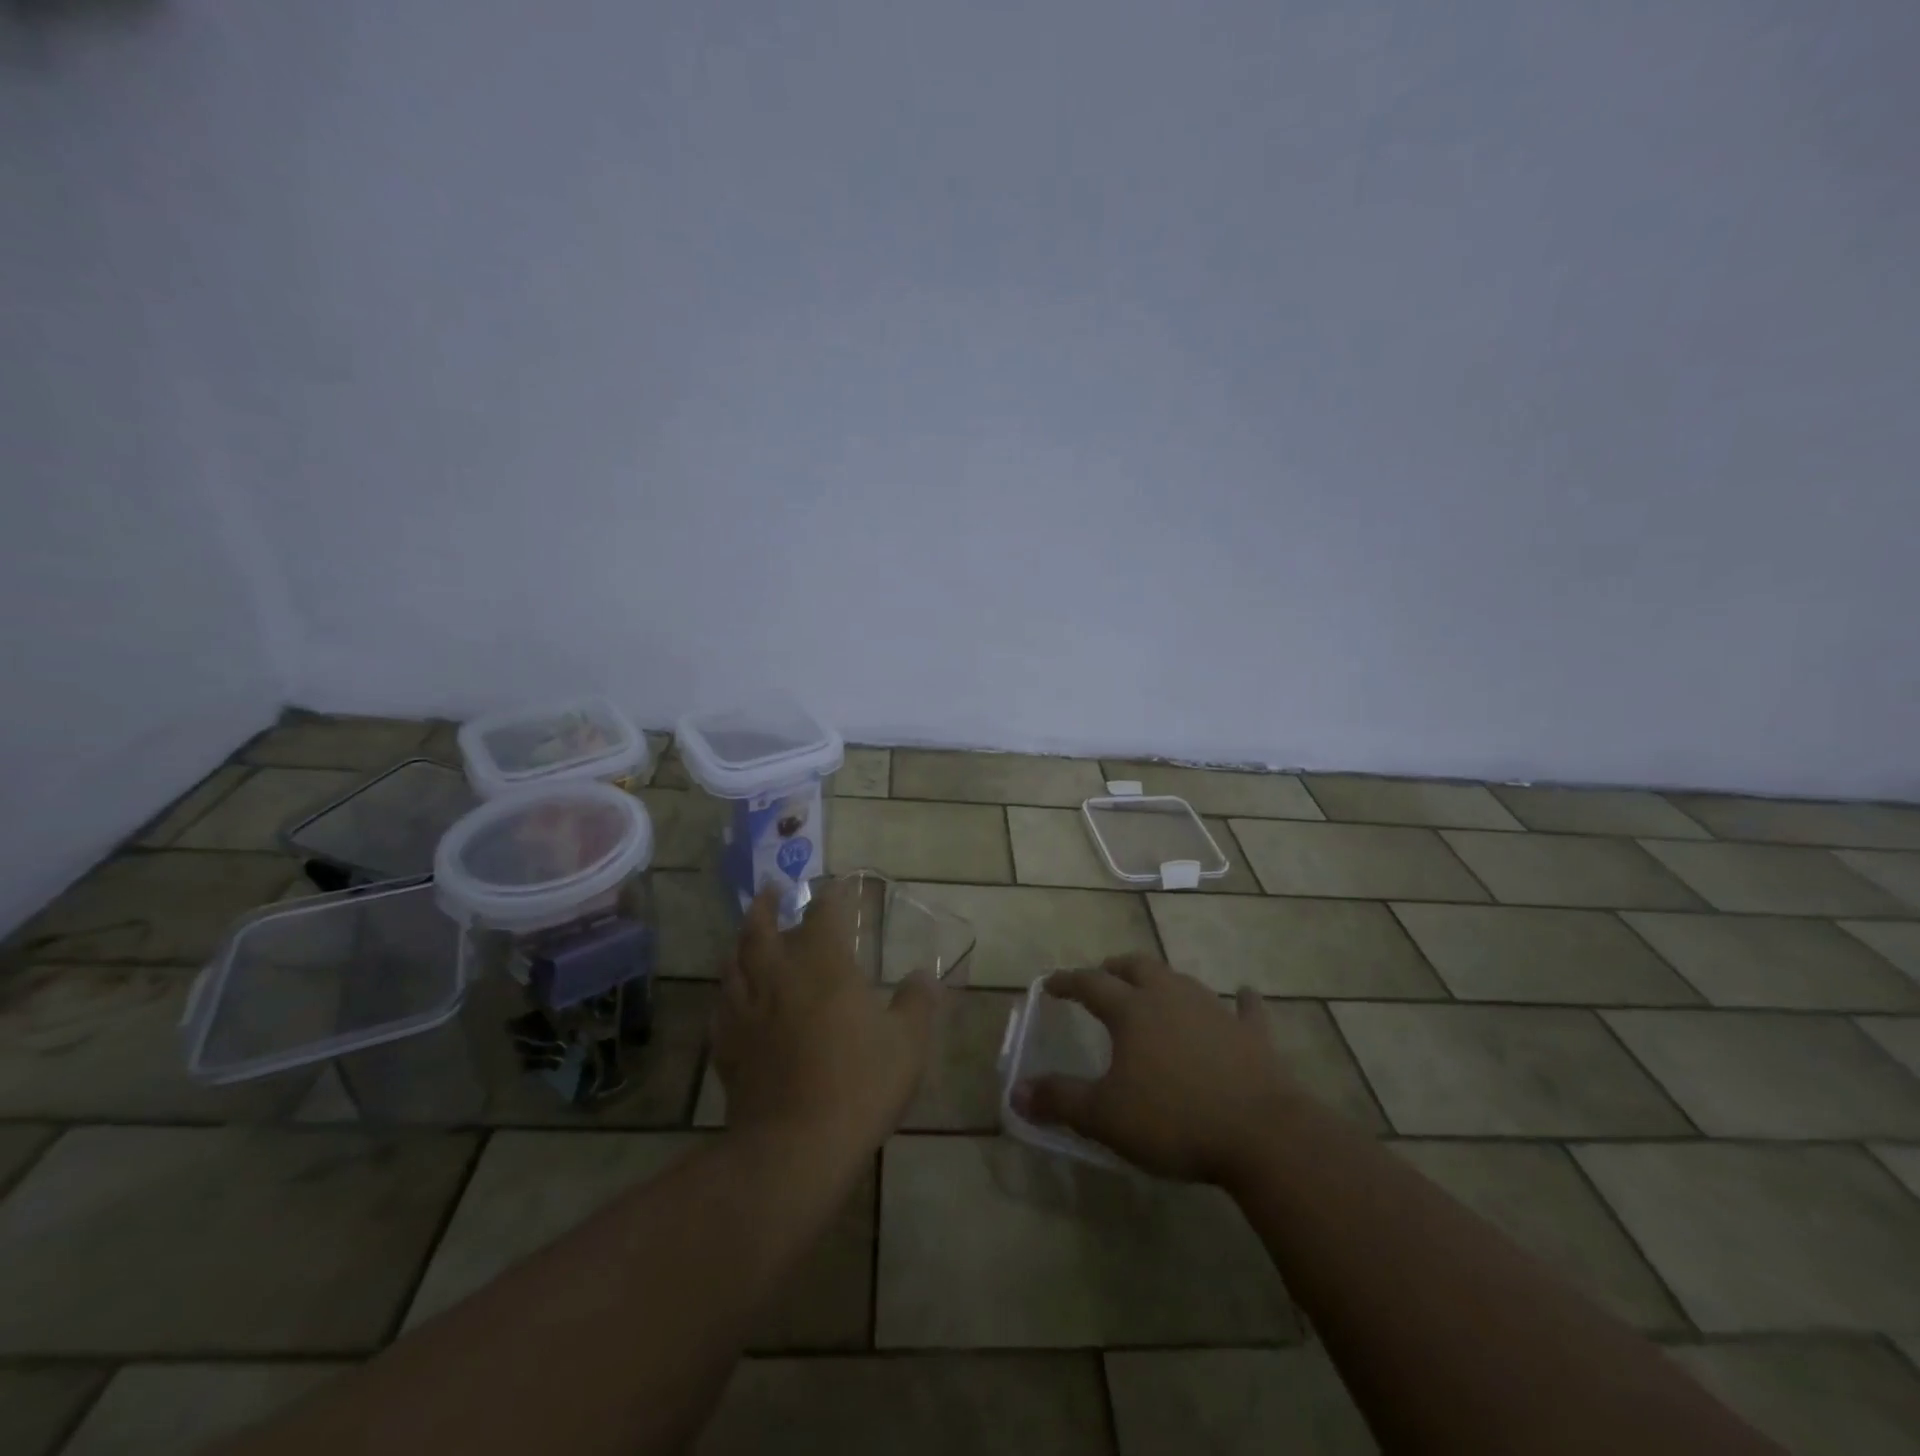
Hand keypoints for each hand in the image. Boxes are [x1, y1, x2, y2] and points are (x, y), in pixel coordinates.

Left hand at [710, 881, 937, 1154]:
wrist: (796, 1146)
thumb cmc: (859, 1084)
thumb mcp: (907, 1043)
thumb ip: (917, 1003)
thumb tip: (925, 975)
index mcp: (824, 966)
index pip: (823, 915)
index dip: (830, 897)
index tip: (834, 886)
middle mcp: (779, 978)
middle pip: (762, 930)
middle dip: (767, 907)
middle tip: (770, 891)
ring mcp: (748, 1012)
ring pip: (734, 964)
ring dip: (740, 943)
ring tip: (745, 937)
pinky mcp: (728, 1048)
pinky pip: (721, 1009)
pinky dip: (726, 994)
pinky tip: (729, 1000)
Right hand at [1010, 954, 1301, 1183]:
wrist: (1261, 1134)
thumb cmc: (1173, 1120)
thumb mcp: (1105, 1116)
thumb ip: (1060, 1100)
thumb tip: (1017, 1091)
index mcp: (1132, 1010)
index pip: (1090, 983)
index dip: (1067, 981)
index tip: (1050, 984)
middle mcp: (1170, 997)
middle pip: (1137, 967)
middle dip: (1115, 968)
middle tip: (1103, 975)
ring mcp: (1214, 1011)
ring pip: (1181, 980)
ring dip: (1163, 980)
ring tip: (1153, 988)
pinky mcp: (1252, 1035)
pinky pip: (1245, 1009)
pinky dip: (1241, 1001)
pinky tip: (1243, 994)